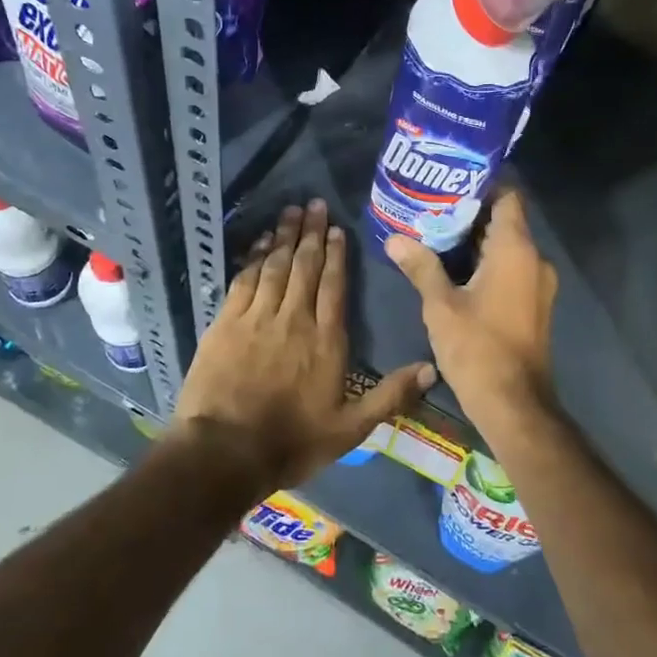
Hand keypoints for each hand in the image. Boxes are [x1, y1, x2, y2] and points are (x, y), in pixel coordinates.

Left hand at [173, 200, 433, 491]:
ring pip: (275, 266)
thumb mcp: (350, 429)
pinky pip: (244, 280)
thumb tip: (431, 368)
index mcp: (326, 340)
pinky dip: (254, 258)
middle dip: (312, 233)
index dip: (337, 255)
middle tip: (315, 204)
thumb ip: (390, 396)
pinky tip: (261, 243)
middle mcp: (294, 319)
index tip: (338, 229)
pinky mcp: (226, 323)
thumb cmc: (292, 442)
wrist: (225, 452)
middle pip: (305, 267)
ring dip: (285, 237)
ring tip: (292, 211)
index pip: (334, 286)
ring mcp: (257, 318)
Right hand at [385, 192, 558, 435]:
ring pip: (507, 247)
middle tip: (431, 208)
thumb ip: (421, 266)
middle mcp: (534, 259)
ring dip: (476, 241)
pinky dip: (487, 263)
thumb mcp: (441, 305)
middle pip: (505, 220)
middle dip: (470, 213)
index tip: (449, 182)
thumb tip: (394, 239)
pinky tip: (454, 269)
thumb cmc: (478, 348)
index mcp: (516, 249)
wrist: (515, 404)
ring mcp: (538, 283)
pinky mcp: (534, 304)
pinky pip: (511, 268)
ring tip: (435, 234)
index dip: (481, 184)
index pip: (508, 196)